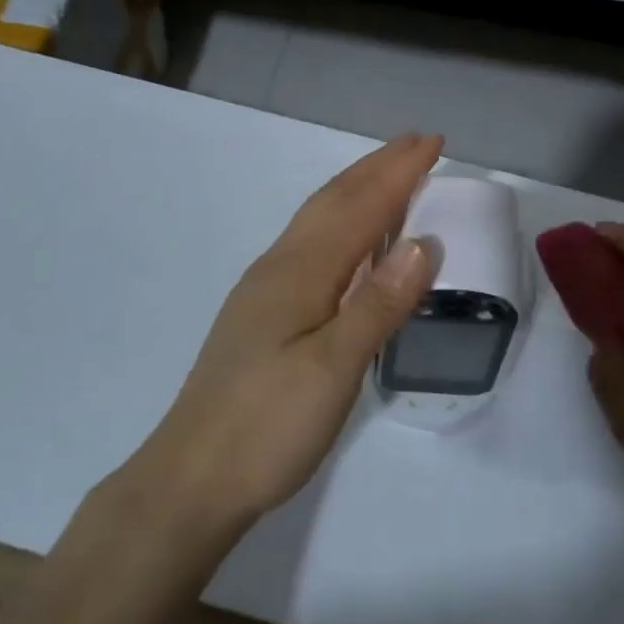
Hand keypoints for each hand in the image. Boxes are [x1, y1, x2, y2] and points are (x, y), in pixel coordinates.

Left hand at [125, 133, 441, 544]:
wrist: (190, 481)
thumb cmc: (265, 427)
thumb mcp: (331, 371)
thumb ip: (378, 305)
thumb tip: (423, 243)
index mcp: (300, 272)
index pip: (360, 208)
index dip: (398, 173)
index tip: (434, 143)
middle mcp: (281, 266)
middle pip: (334, 200)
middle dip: (378, 168)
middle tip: (419, 143)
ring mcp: (267, 287)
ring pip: (318, 219)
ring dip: (358, 188)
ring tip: (390, 174)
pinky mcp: (263, 311)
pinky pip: (312, 242)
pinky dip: (341, 220)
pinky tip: (350, 239)